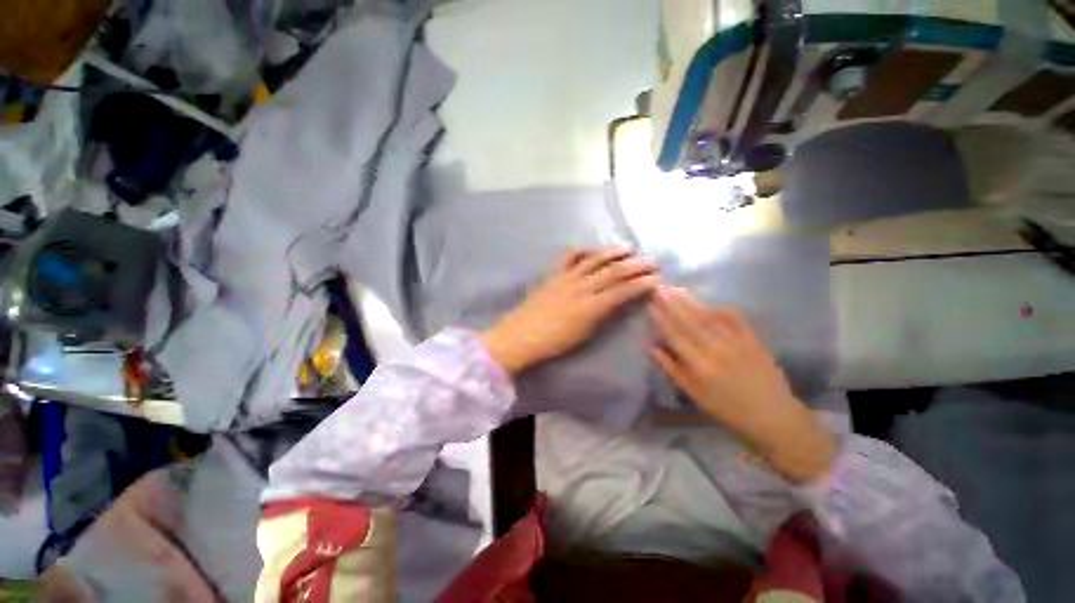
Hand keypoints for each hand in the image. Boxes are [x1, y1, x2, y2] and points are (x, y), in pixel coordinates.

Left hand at [482, 247, 658, 374]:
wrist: (520, 336)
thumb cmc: (554, 342)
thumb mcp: (585, 334)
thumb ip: (603, 315)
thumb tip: (618, 302)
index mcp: (591, 307)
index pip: (623, 291)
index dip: (642, 284)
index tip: (657, 279)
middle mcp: (581, 287)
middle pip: (613, 272)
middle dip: (636, 265)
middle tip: (653, 261)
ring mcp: (566, 278)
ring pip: (594, 260)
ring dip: (613, 252)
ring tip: (629, 248)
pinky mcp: (553, 274)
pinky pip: (569, 257)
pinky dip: (583, 250)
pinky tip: (593, 250)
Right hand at [649, 287, 835, 481]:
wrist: (774, 417)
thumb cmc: (727, 409)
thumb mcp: (694, 394)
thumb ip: (671, 368)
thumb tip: (649, 347)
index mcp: (700, 366)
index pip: (675, 335)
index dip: (661, 318)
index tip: (651, 303)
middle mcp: (717, 350)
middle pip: (690, 322)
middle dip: (673, 303)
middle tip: (660, 287)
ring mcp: (737, 343)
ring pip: (709, 317)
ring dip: (691, 302)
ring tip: (677, 289)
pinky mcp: (753, 340)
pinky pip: (735, 320)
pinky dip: (720, 309)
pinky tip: (709, 302)